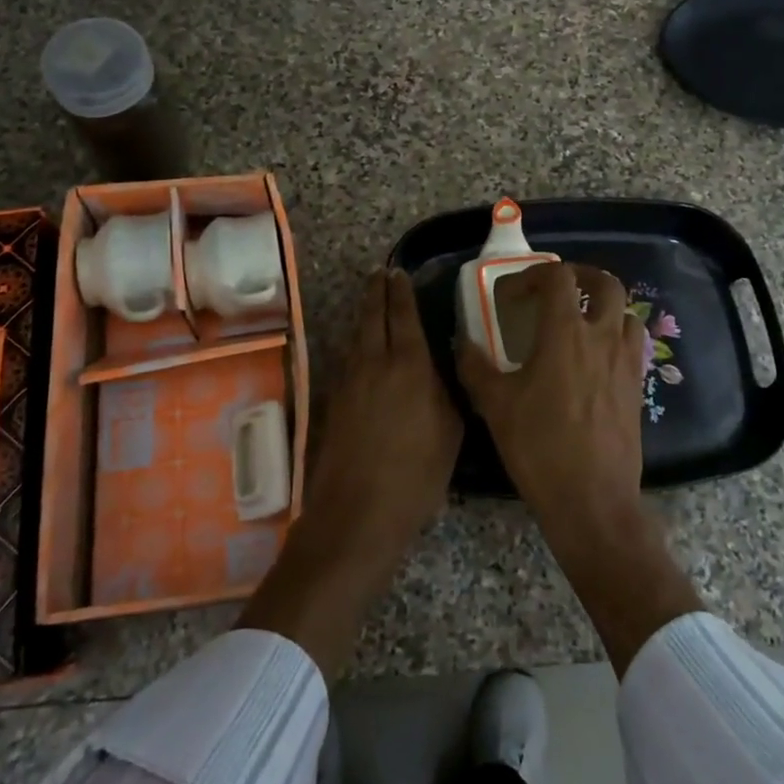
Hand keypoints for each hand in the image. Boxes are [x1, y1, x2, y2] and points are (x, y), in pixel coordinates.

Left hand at [305, 267, 461, 561]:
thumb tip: (440, 364)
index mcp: (408, 364)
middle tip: (380, 274)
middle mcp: (373, 363)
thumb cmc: (417, 473)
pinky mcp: (333, 402)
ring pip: (355, 336)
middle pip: (372, 316)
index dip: (400, 291)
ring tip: (371, 302)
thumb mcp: (450, 429)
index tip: (398, 272)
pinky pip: (347, 359)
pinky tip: (360, 349)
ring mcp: (348, 381)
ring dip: (364, 315)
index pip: (402, 315)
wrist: (358, 511)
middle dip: (376, 292)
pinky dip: (355, 344)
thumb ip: (446, 389)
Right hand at [455, 261, 647, 534]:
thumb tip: (463, 344)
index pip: (558, 277)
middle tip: (557, 290)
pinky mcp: (636, 388)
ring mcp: (625, 363)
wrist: (591, 500)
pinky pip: (632, 346)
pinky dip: (614, 337)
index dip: (532, 275)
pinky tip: (592, 361)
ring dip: (603, 307)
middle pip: (607, 284)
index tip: (511, 296)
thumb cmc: (539, 447)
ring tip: (579, 322)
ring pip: (626, 313)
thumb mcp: (494, 405)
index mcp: (565, 334)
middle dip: (581, 276)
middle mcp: (602, 338)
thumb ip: (475, 367)